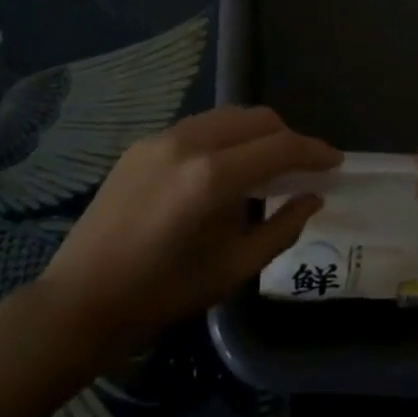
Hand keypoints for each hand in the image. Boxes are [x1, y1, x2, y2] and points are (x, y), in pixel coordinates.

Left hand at [38, 106, 339, 352]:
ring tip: (266, 165)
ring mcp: (162, 137)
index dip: (314, 152)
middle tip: (302, 168)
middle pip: (257, 119)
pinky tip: (224, 169)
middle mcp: (189, 142)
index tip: (336, 162)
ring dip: (256, 133)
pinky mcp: (142, 143)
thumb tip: (313, 197)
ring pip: (227, 116)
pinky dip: (224, 138)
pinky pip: (198, 127)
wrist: (81, 300)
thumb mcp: (233, 269)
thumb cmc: (162, 294)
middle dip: (287, 137)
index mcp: (213, 177)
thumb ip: (282, 227)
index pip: (280, 147)